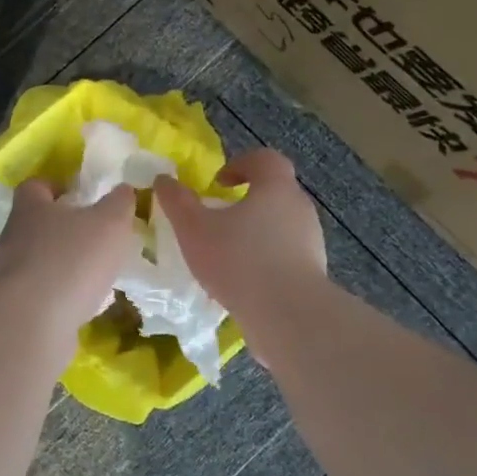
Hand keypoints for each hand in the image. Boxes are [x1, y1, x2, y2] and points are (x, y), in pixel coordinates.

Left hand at [0, 181, 140, 336]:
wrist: (35, 321)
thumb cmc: (72, 259)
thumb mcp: (110, 223)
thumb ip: (119, 203)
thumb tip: (123, 191)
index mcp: (30, 207)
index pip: (36, 186)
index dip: (57, 187)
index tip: (81, 196)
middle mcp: (14, 235)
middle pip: (37, 222)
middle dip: (64, 227)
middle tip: (95, 234)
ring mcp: (11, 271)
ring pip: (39, 257)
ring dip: (64, 261)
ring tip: (95, 270)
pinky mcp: (17, 303)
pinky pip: (42, 289)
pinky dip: (61, 290)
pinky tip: (85, 300)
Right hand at [155, 149, 326, 356]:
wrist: (288, 315)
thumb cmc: (239, 260)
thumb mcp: (194, 228)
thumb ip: (177, 201)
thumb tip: (163, 179)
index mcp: (276, 187)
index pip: (265, 159)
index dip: (240, 164)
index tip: (218, 182)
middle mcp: (300, 208)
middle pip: (274, 192)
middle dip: (245, 201)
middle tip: (217, 218)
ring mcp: (311, 241)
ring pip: (280, 226)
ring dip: (255, 233)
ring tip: (227, 254)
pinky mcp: (313, 272)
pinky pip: (286, 256)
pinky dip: (265, 261)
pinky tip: (243, 282)